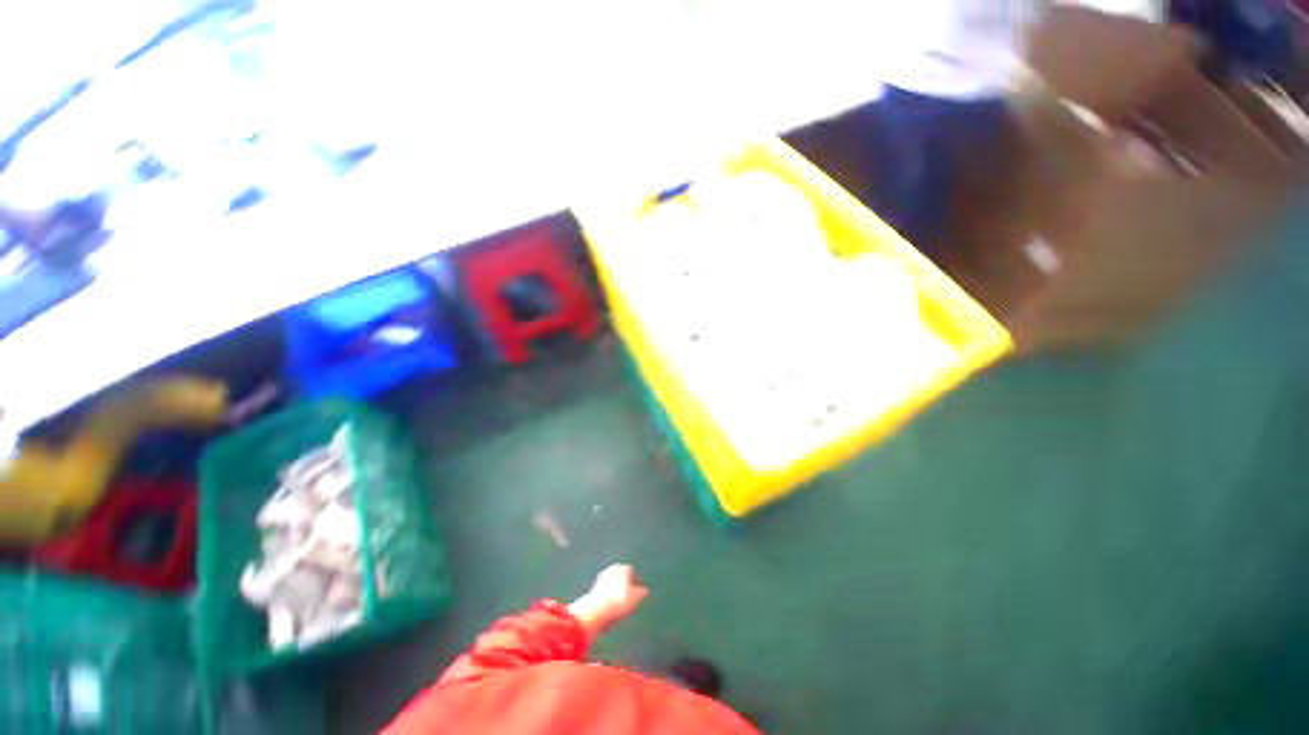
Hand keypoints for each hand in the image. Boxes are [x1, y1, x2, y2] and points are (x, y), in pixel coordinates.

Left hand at [567, 564, 648, 637]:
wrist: (599, 609)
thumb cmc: (620, 601)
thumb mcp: (636, 598)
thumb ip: (641, 593)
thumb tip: (644, 592)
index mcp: (624, 568)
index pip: (632, 575)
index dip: (636, 586)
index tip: (637, 596)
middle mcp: (612, 569)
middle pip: (621, 579)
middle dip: (624, 588)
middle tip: (628, 602)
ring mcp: (601, 578)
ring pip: (612, 586)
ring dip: (615, 594)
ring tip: (618, 609)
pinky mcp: (593, 588)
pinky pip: (604, 593)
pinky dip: (608, 599)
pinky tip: (609, 610)